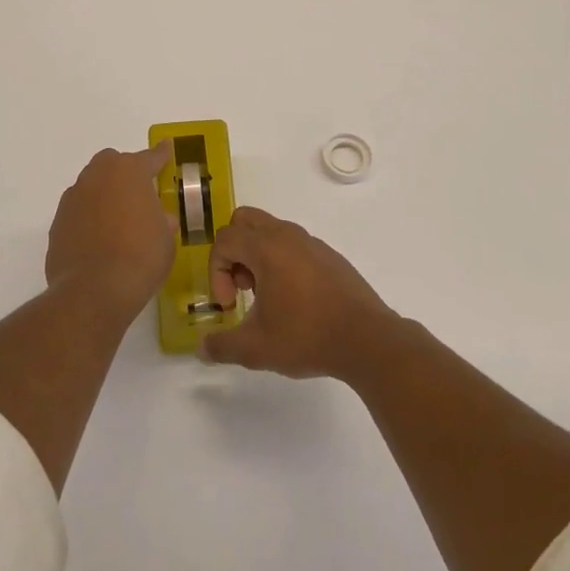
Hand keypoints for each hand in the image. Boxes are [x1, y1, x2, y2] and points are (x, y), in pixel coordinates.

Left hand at [44, 143, 176, 324]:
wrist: (94, 290)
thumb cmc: (141, 257)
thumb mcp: (166, 239)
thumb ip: (163, 221)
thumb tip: (161, 219)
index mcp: (129, 172)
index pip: (150, 157)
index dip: (161, 154)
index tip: (166, 147)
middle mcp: (97, 176)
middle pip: (112, 163)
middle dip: (125, 173)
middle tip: (138, 195)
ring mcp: (73, 199)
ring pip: (91, 186)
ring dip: (103, 196)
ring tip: (117, 222)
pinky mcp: (57, 223)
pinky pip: (78, 213)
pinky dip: (88, 220)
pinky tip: (98, 242)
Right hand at [201, 207, 398, 379]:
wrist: (367, 339)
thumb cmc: (307, 336)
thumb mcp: (256, 349)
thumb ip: (222, 346)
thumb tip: (202, 348)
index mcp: (266, 247)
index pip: (224, 240)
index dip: (216, 272)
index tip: (229, 305)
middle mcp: (287, 235)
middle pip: (244, 221)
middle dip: (234, 252)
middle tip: (242, 287)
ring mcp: (311, 242)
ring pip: (270, 230)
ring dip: (258, 256)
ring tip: (267, 297)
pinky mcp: (329, 255)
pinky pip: (293, 245)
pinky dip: (282, 261)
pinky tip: (295, 300)